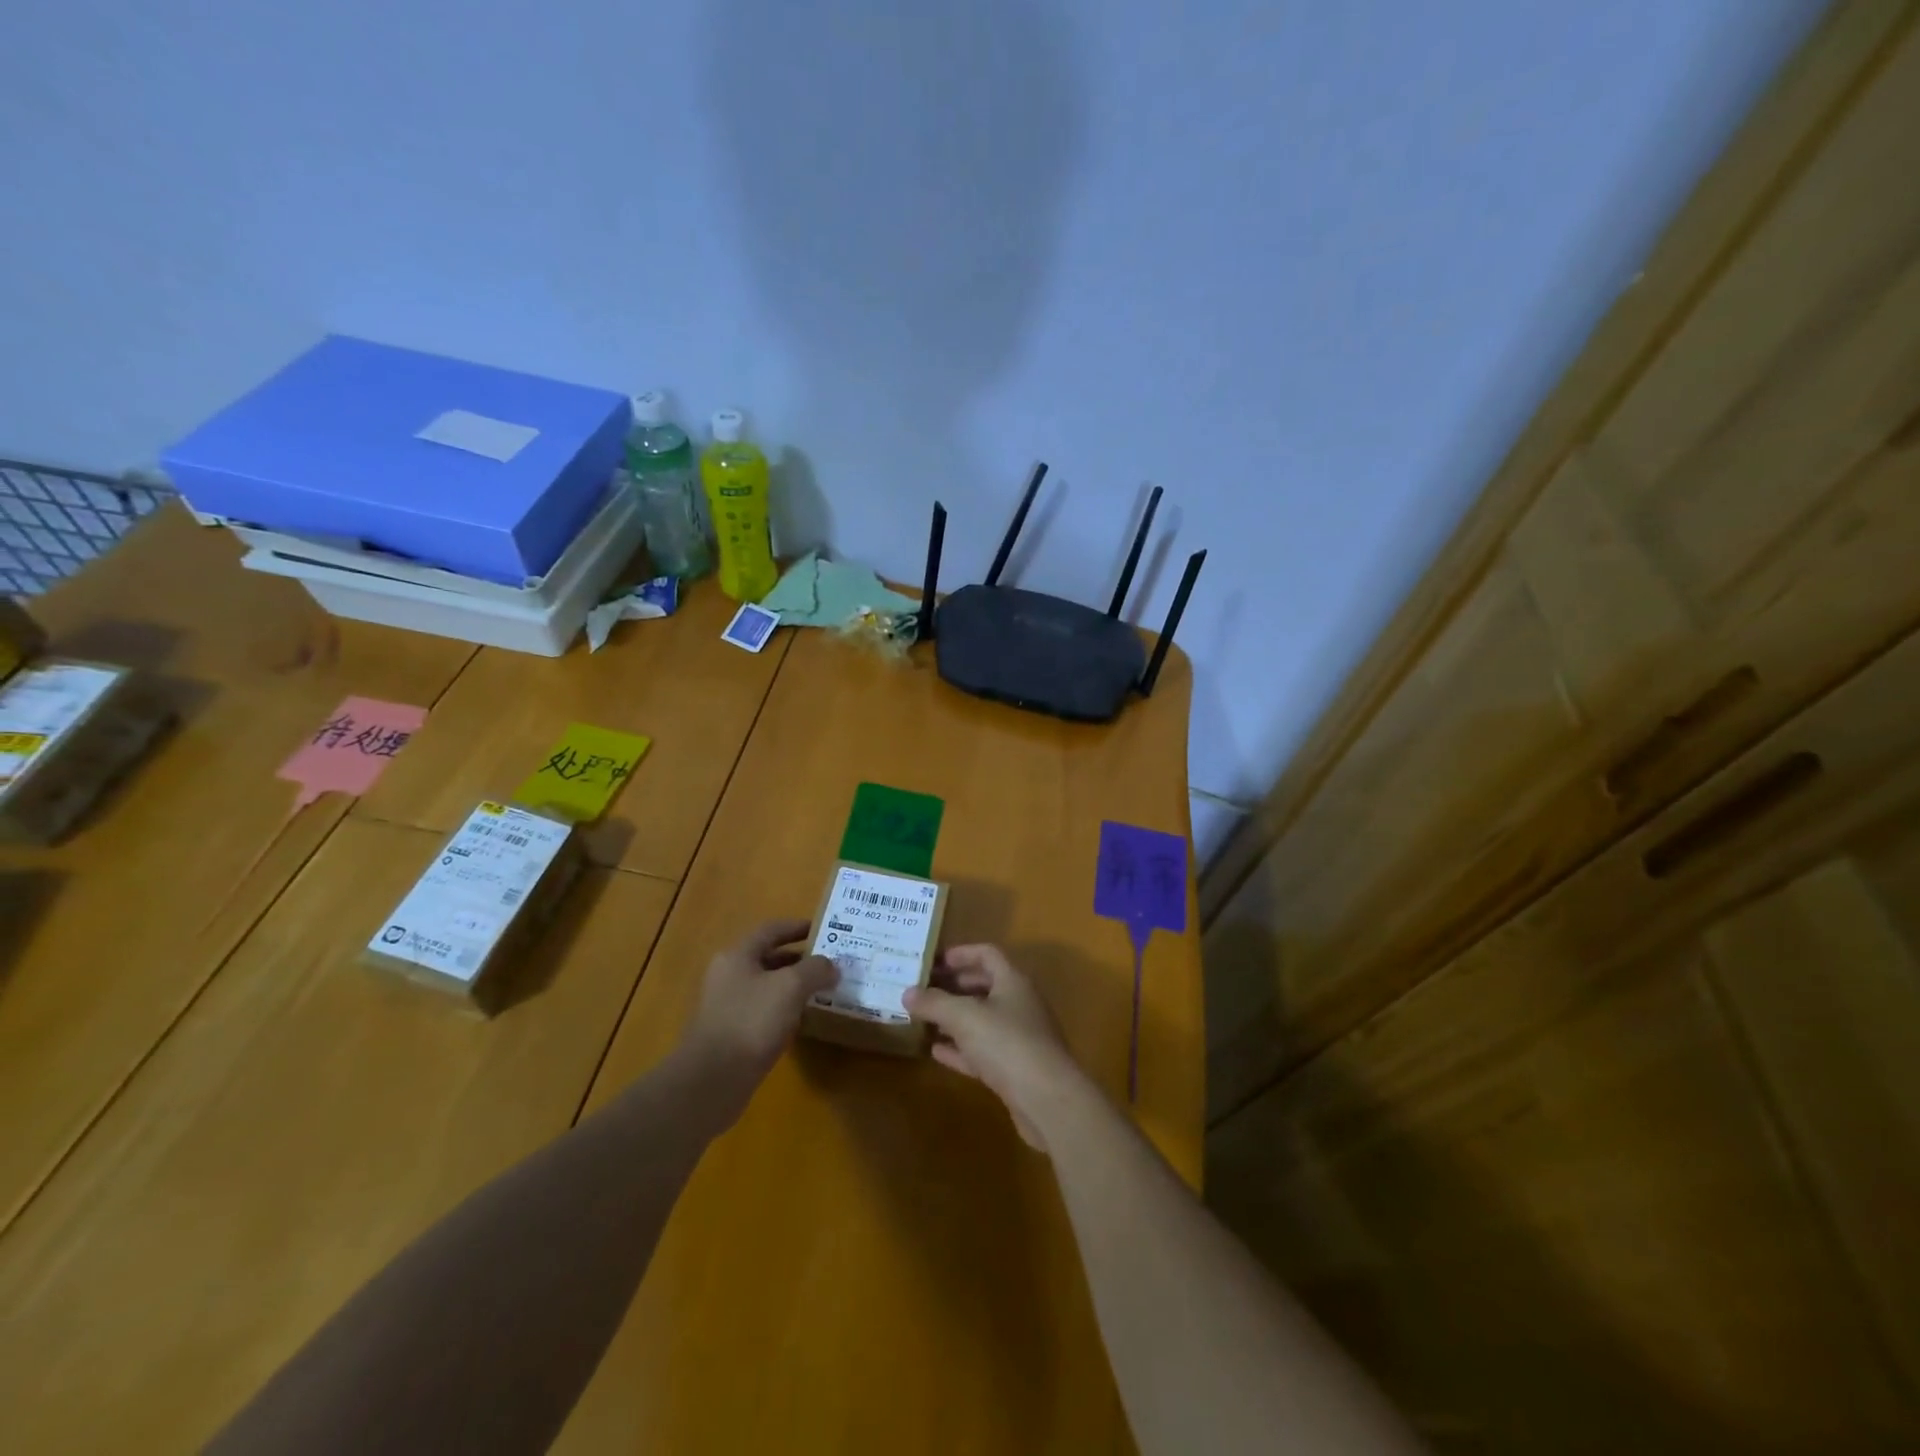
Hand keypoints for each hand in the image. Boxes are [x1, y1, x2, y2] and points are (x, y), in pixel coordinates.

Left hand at [678, 919, 837, 1122]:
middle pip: (768, 958)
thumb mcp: (791, 987)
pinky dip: (784, 1011)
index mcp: (737, 956)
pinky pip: (763, 1012)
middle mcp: (728, 976)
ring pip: (767, 987)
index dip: (798, 927)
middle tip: (830, 963)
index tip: (824, 930)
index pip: (771, 930)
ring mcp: (727, 1007)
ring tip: (823, 991)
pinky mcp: (730, 1035)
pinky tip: (802, 1021)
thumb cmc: (751, 1021)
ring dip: (794, 987)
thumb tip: (832, 966)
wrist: (712, 1081)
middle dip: (800, 959)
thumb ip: (815, 969)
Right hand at [904, 945, 1089, 1153]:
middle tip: (922, 990)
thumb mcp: (964, 1017)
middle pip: (984, 986)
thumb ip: (934, 1003)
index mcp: (1013, 981)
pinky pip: (982, 1051)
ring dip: (954, 1019)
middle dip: (953, 986)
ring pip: (982, 1020)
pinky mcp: (1014, 1069)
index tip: (932, 961)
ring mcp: (1019, 1038)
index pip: (986, 955)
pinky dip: (960, 1049)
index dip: (960, 954)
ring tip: (923, 1019)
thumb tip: (907, 992)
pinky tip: (936, 1051)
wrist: (1048, 1101)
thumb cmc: (1007, 1044)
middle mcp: (1019, 1004)